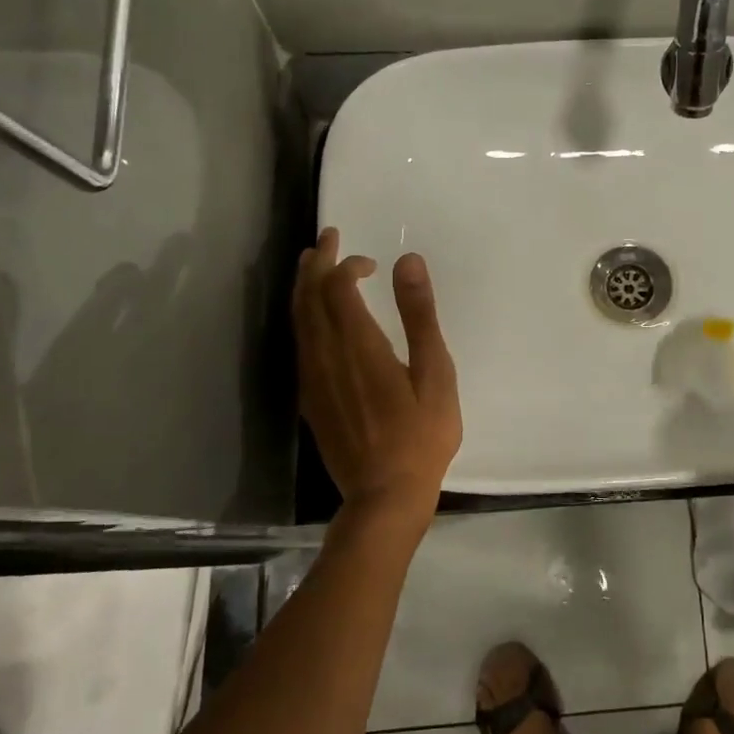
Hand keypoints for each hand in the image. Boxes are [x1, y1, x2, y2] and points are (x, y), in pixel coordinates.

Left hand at [294, 229, 461, 519]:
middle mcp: (326, 356)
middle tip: (327, 238)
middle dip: (316, 264)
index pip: (337, 287)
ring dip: (304, 287)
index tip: (371, 262)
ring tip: (312, 265)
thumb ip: (420, 316)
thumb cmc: (421, 436)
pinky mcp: (310, 398)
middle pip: (309, 297)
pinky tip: (313, 318)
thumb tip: (407, 261)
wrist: (384, 495)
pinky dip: (303, 317)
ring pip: (298, 320)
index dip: (347, 264)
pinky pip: (299, 344)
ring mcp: (313, 379)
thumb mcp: (436, 373)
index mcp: (359, 346)